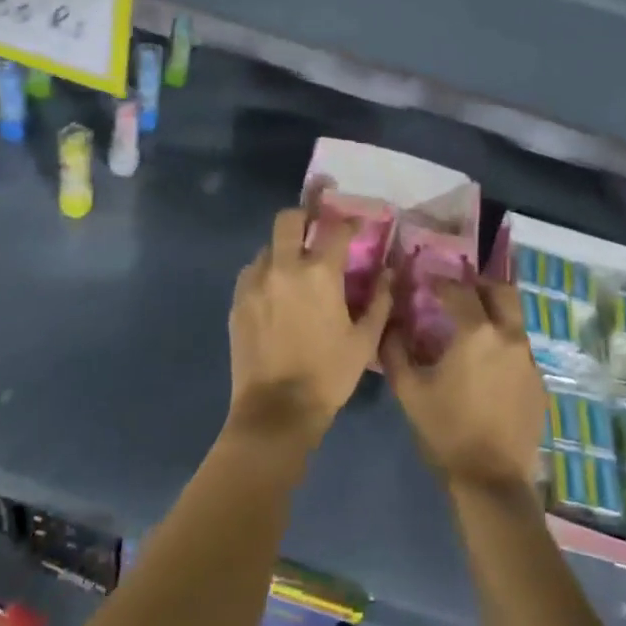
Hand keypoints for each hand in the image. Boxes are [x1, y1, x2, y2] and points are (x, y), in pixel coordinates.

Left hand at [227, 204, 391, 443]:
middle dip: (304, 216)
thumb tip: (388, 273)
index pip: (336, 230)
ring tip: (294, 270)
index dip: (350, 223)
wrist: (277, 410)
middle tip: (315, 227)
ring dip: (283, 250)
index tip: (357, 226)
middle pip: (288, 219)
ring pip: (267, 248)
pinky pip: (251, 273)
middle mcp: (284, 267)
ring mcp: (255, 283)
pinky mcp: (237, 301)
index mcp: (320, 274)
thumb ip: (380, 301)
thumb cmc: (329, 375)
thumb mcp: (365, 341)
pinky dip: (265, 274)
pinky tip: (275, 293)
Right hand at [384, 278, 546, 495]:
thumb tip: (391, 324)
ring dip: (494, 314)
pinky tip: (487, 366)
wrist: (491, 480)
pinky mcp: (539, 382)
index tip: (426, 283)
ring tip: (472, 329)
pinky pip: (520, 349)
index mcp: (477, 333)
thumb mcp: (409, 390)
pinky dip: (503, 345)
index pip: (459, 290)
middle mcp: (509, 337)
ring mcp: (529, 359)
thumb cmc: (446, 430)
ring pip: (514, 319)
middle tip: (458, 294)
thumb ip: (395, 349)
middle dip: (478, 286)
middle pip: (501, 291)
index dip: (440, 282)